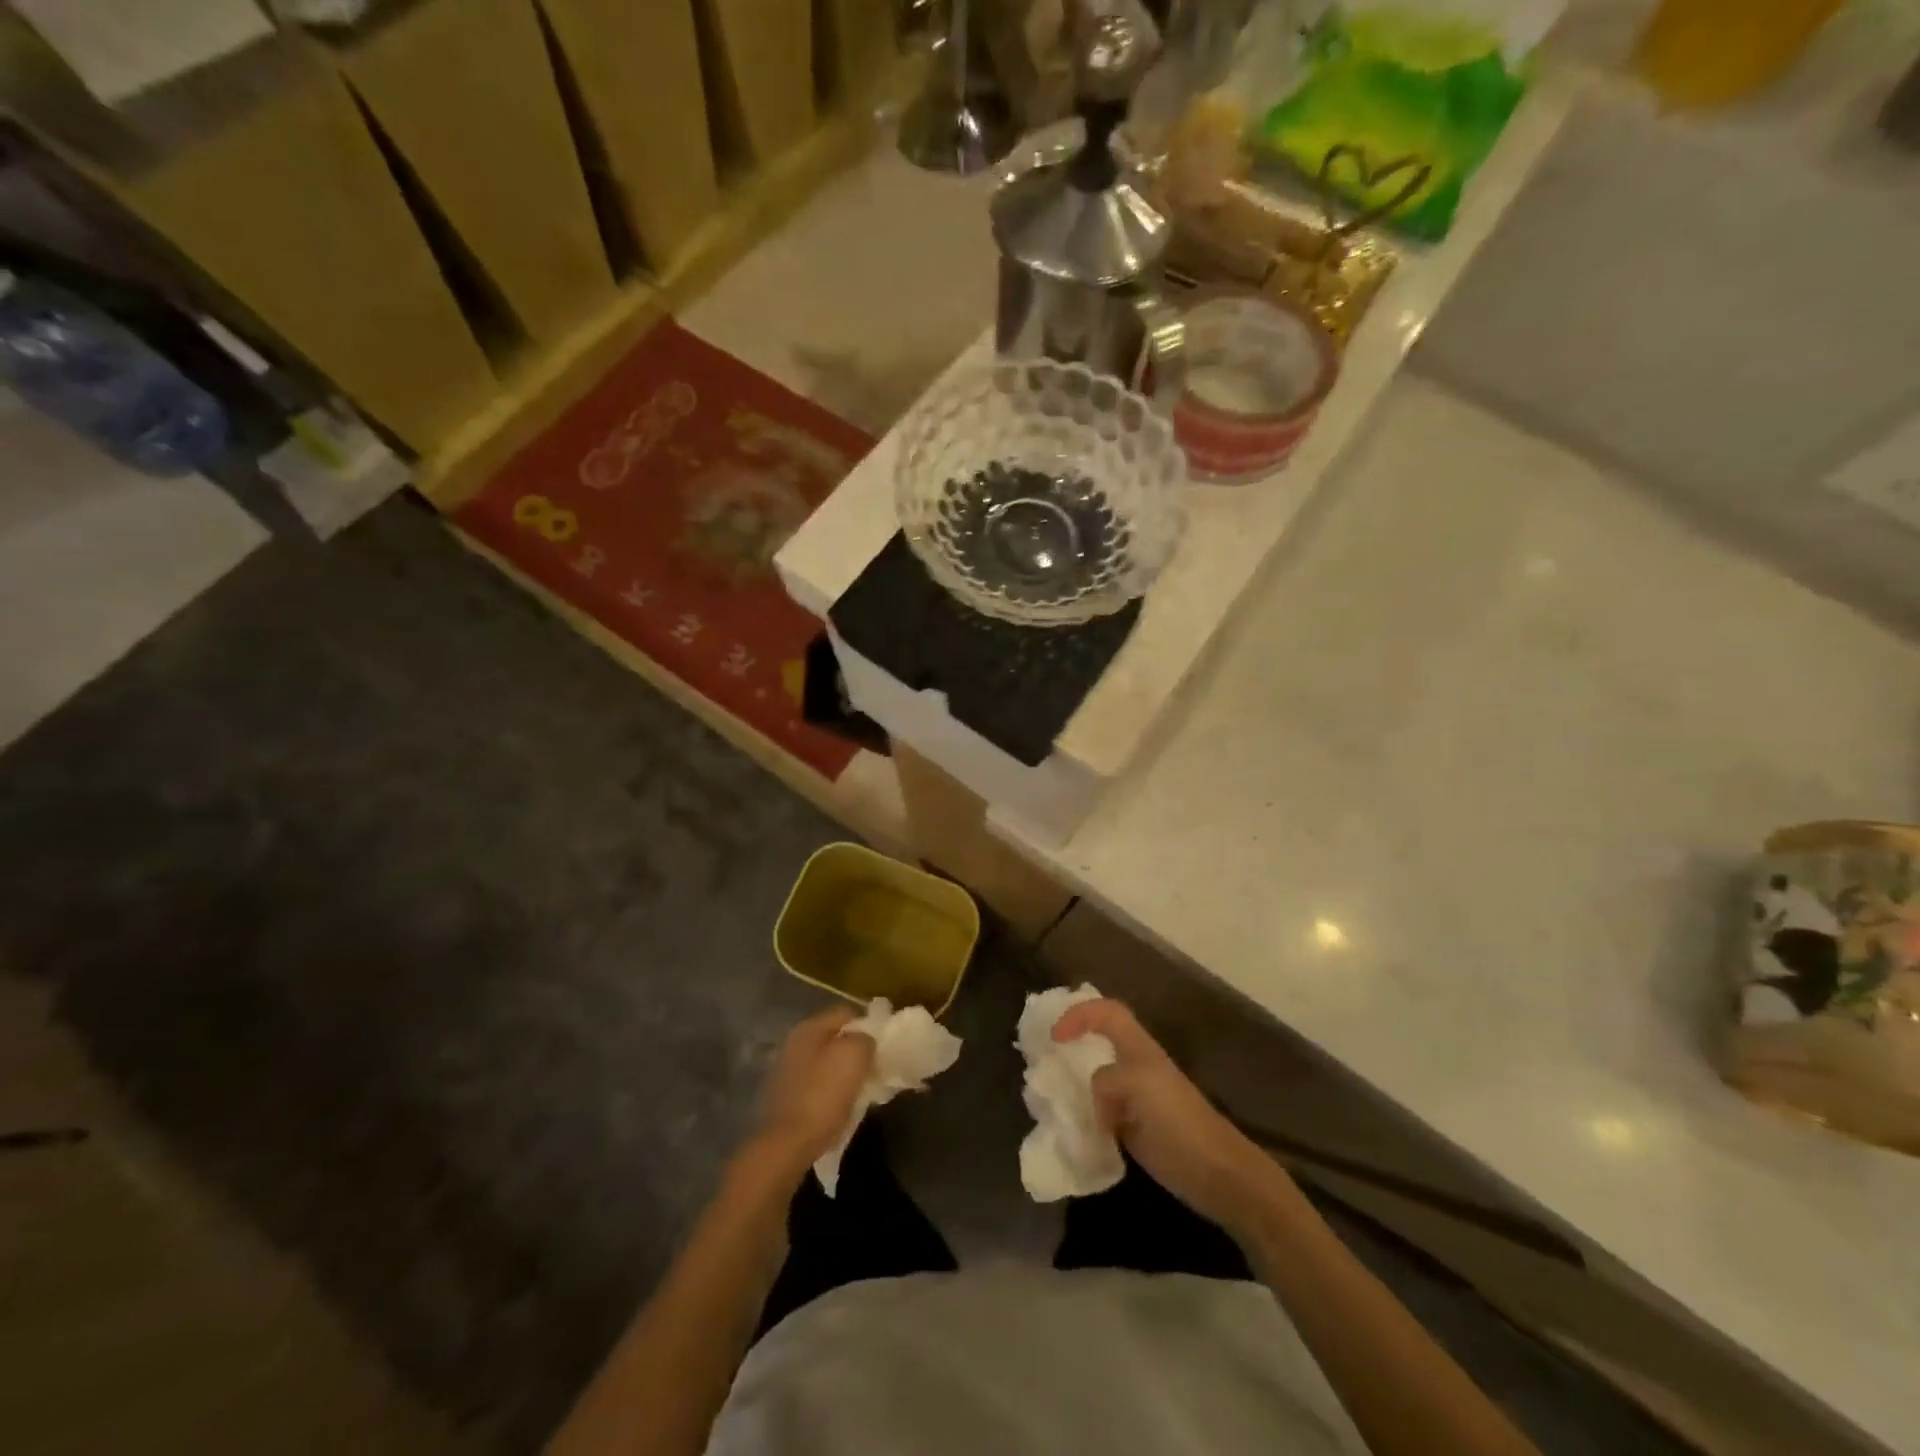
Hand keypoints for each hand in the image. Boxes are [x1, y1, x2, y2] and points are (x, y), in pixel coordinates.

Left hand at [754, 1008, 875, 1165]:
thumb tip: (865, 1039)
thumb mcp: (855, 1056)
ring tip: (861, 1089)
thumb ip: (865, 1038)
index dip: (869, 1025)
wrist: (787, 1144)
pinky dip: (829, 1090)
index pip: (846, 1013)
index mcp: (809, 1027)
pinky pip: (815, 1084)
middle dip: (855, 1050)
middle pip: (834, 1038)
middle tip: (874, 1067)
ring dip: (842, 1072)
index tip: (884, 1044)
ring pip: (825, 1062)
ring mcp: (786, 1070)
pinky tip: (841, 1105)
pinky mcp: (784, 1096)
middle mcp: (794, 1042)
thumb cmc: (824, 1094)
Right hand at [1054, 998, 1277, 1237]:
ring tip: (1048, 1098)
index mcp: (1138, 1048)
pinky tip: (1068, 1129)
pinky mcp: (1131, 1129)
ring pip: (1094, 1081)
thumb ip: (1105, 1080)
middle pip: (1097, 1044)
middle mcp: (1134, 1068)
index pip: (1106, 1012)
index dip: (1079, 1015)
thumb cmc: (1179, 1120)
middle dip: (1070, 1048)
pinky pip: (1098, 1114)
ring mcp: (1133, 1100)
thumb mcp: (1138, 1085)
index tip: (1055, 1038)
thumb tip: (1093, 1101)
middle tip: (1042, 1062)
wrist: (1216, 1173)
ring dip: (1072, 1086)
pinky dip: (1081, 1117)